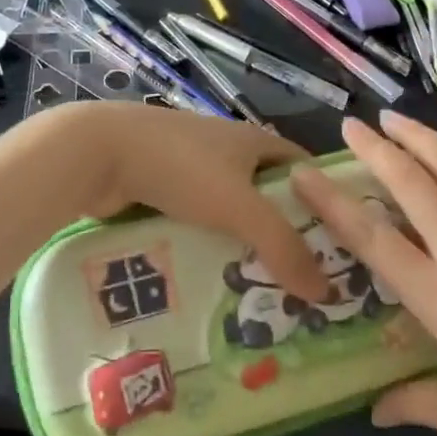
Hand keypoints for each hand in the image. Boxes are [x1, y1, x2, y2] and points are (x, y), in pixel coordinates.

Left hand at [47, 103, 327, 301]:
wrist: (98, 153)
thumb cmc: (181, 168)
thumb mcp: (240, 207)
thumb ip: (283, 247)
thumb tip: (325, 292)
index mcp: (254, 140)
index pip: (304, 169)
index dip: (324, 203)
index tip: (338, 248)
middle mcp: (226, 149)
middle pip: (266, 195)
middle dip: (281, 235)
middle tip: (300, 285)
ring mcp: (190, 167)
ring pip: (227, 213)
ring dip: (239, 246)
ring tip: (258, 295)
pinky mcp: (160, 187)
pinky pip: (194, 222)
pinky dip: (204, 246)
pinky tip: (210, 282)